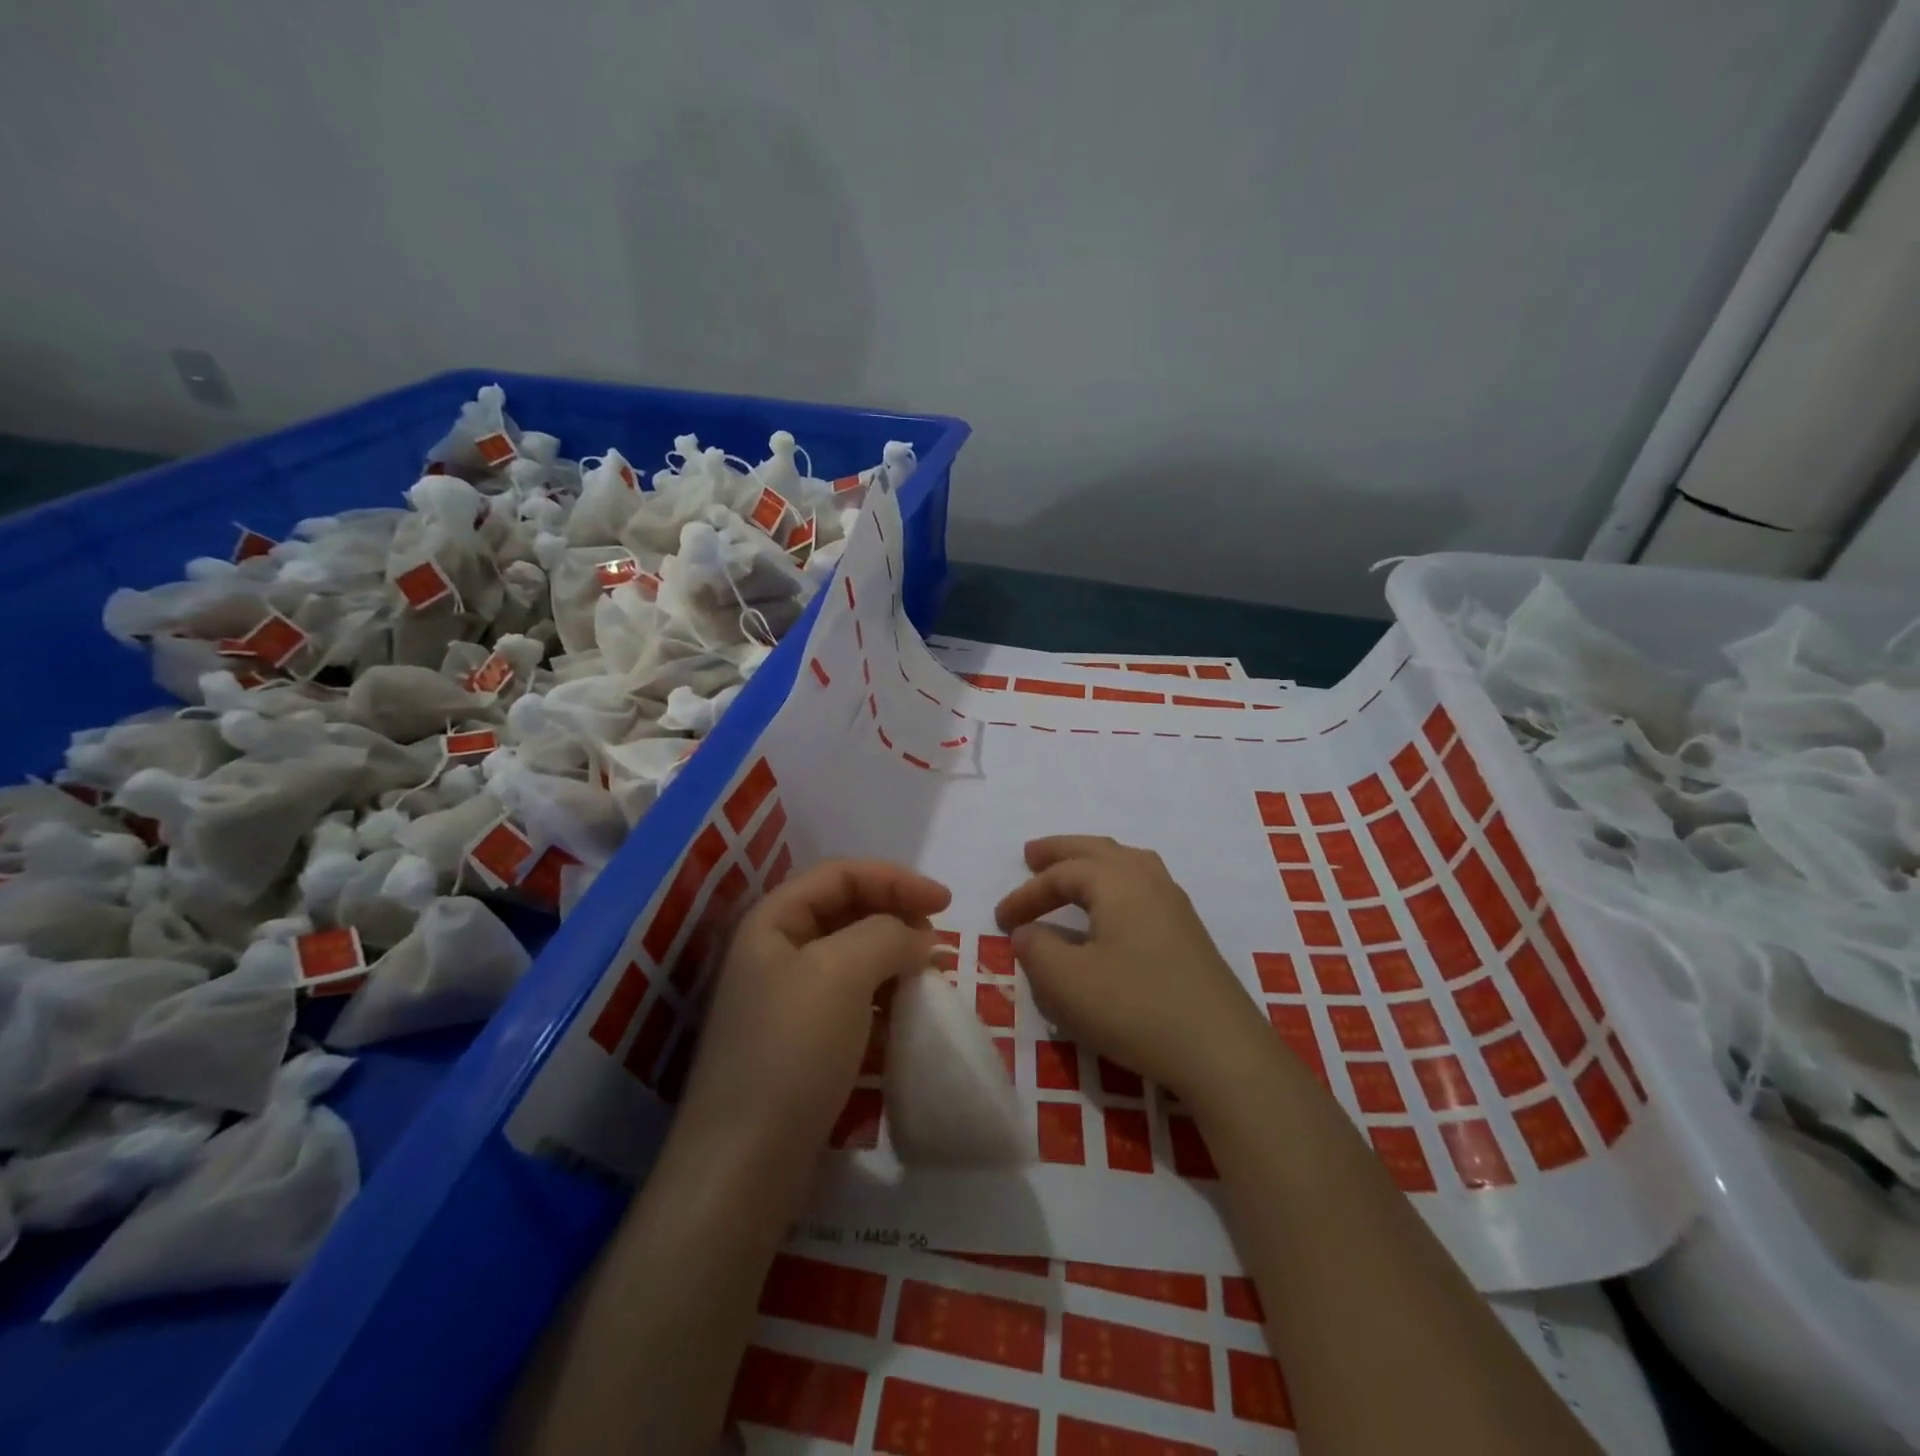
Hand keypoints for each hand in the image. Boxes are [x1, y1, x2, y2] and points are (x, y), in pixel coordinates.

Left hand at [677, 859, 950, 1155]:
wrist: (745, 1165)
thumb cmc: (792, 1050)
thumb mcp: (843, 973)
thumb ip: (888, 935)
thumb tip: (919, 937)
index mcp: (772, 920)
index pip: (841, 874)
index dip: (895, 878)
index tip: (945, 902)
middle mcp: (774, 950)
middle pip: (846, 910)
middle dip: (896, 915)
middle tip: (936, 941)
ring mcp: (785, 998)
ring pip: (851, 955)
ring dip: (893, 957)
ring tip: (929, 976)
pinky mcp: (801, 1041)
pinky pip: (850, 999)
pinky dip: (882, 997)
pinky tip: (906, 1015)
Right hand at [995, 835, 1267, 1104]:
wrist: (1221, 1051)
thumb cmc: (1134, 1008)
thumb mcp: (1066, 982)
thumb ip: (1036, 948)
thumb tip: (1028, 932)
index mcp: (1117, 882)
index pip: (1061, 874)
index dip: (1026, 893)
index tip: (1000, 921)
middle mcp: (1149, 881)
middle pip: (1098, 850)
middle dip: (1061, 852)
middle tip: (1031, 854)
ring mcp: (1175, 905)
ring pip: (1128, 863)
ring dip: (1094, 863)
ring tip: (1074, 870)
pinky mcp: (1190, 933)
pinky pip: (1144, 886)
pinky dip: (1116, 883)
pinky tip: (1113, 908)